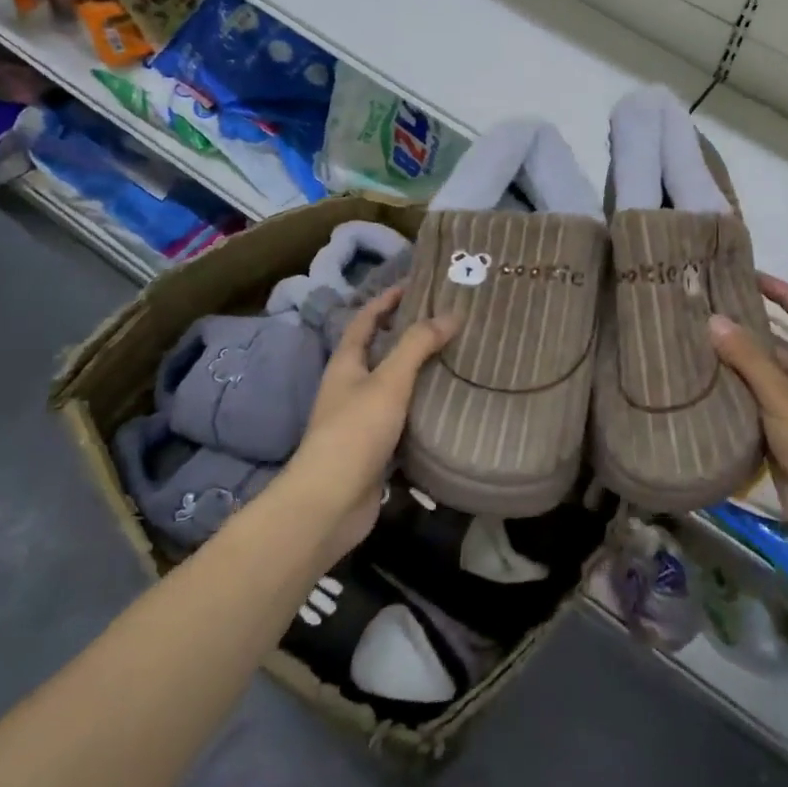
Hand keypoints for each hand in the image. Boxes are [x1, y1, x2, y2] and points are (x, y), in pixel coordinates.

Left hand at [285, 285, 459, 557]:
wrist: (330, 503)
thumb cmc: (355, 432)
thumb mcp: (389, 381)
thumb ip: (418, 346)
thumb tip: (451, 313)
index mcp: (346, 364)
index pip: (365, 319)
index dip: (387, 299)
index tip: (416, 284)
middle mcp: (351, 386)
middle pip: (380, 350)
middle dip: (409, 333)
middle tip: (448, 319)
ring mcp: (361, 418)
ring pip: (394, 384)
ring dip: (419, 370)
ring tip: (457, 356)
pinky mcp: (376, 447)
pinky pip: (404, 416)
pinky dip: (423, 406)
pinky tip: (449, 403)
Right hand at [709, 274, 787, 556]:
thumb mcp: (780, 393)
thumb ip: (747, 357)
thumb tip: (714, 320)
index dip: (784, 293)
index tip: (753, 278)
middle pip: (782, 345)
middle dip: (751, 330)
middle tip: (711, 313)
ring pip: (766, 376)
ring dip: (739, 364)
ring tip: (699, 345)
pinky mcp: (785, 434)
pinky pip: (757, 404)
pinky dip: (736, 394)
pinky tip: (706, 387)